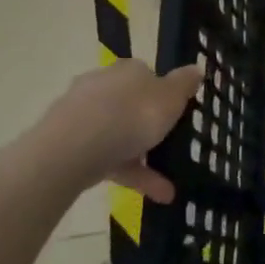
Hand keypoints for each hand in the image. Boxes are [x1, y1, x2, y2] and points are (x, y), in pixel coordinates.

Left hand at [21, 60, 202, 197]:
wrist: (73, 149)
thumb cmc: (132, 115)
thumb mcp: (171, 97)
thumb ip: (184, 84)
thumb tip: (195, 69)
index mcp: (127, 70)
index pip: (147, 75)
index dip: (163, 93)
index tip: (176, 113)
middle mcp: (102, 86)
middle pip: (130, 105)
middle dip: (149, 128)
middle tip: (170, 147)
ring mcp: (82, 115)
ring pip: (118, 136)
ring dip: (143, 159)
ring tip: (169, 187)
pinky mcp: (69, 145)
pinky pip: (107, 159)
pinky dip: (129, 175)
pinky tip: (156, 195)